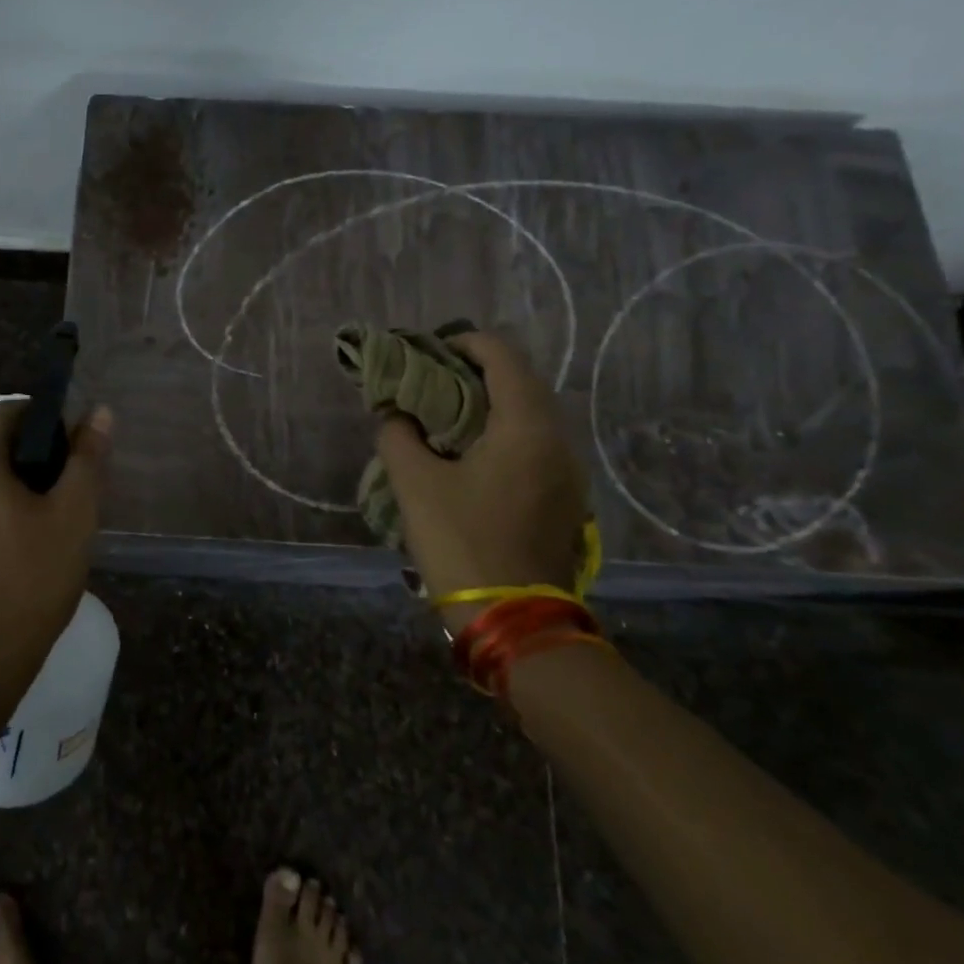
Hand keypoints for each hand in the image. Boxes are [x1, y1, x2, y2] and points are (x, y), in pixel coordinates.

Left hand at [0, 400, 111, 684]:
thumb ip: (86, 459)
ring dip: (18, 488)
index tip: (74, 440)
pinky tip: (25, 549)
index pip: (6, 411)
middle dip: (35, 456)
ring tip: (54, 521)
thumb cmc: (29, 580)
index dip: (43, 415)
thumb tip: (98, 412)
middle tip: (72, 486)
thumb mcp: (73, 515)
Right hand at [375, 329, 585, 599]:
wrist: (513, 620)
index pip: (503, 357)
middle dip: (477, 371)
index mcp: (526, 427)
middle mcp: (558, 440)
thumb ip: (398, 436)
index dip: (466, 343)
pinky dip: (504, 430)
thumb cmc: (462, 541)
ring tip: (447, 412)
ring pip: (532, 414)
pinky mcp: (565, 498)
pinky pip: (536, 443)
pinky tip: (472, 452)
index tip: (430, 351)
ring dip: (492, 402)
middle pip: (523, 381)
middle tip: (433, 379)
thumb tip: (395, 415)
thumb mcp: (416, 484)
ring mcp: (568, 472)